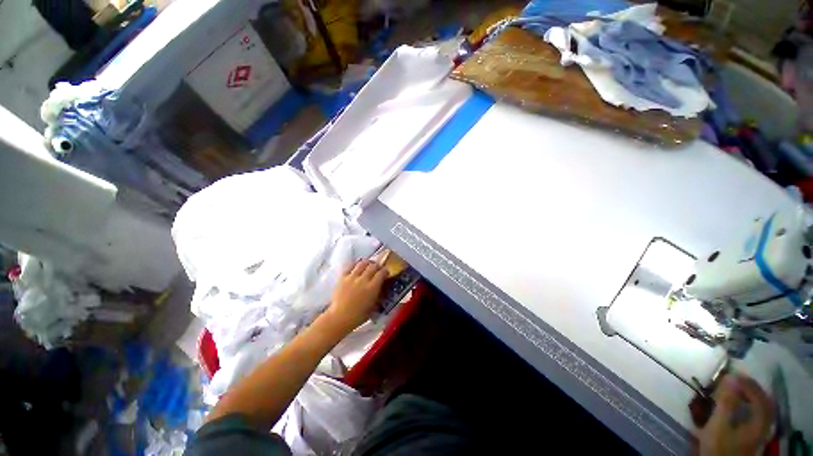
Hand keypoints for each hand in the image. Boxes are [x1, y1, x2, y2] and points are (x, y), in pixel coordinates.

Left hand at [323, 260, 388, 334]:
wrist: (340, 317)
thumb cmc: (359, 315)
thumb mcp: (374, 306)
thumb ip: (379, 294)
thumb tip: (382, 286)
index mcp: (372, 287)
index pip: (382, 273)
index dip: (385, 271)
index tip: (386, 273)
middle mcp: (363, 279)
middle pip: (373, 266)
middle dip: (377, 266)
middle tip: (377, 269)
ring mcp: (352, 277)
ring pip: (362, 263)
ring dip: (367, 263)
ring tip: (368, 265)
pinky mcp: (343, 277)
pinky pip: (350, 266)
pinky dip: (356, 265)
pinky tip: (357, 267)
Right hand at [699, 374, 773, 455]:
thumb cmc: (720, 446)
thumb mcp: (719, 425)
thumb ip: (726, 401)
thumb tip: (730, 377)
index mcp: (760, 421)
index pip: (760, 396)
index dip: (748, 383)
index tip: (732, 373)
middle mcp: (764, 425)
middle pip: (764, 402)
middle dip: (751, 388)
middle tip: (736, 379)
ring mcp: (760, 433)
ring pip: (761, 409)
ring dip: (751, 396)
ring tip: (736, 390)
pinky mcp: (752, 437)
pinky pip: (757, 416)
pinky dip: (750, 406)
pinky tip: (740, 407)